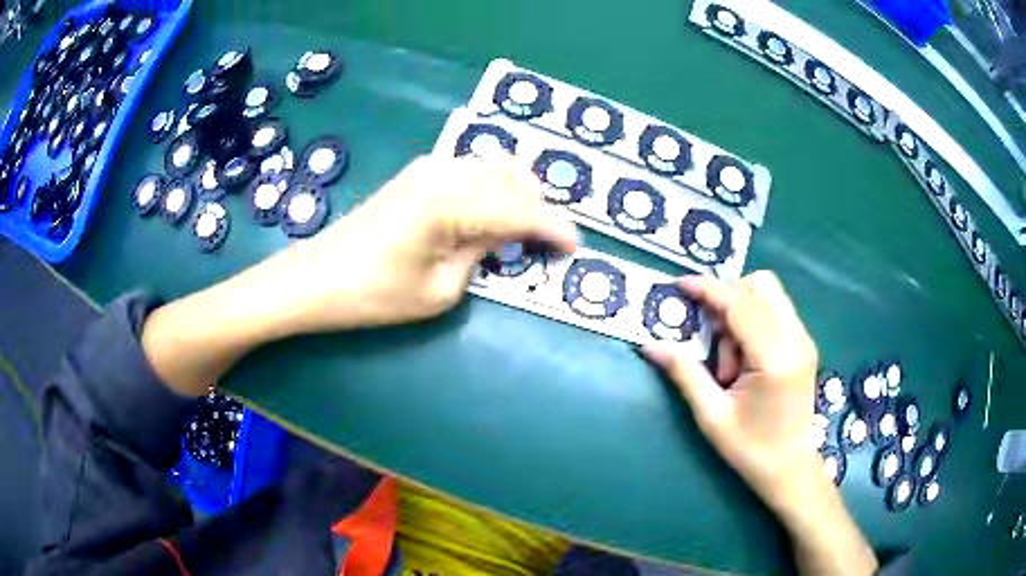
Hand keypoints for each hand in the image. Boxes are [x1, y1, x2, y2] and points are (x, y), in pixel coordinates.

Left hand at [143, 155, 576, 395]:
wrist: (314, 279)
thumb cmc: (372, 295)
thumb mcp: (441, 289)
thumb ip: (483, 253)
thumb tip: (508, 235)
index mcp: (453, 201)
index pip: (522, 209)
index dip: (554, 227)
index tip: (575, 247)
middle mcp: (446, 172)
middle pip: (514, 179)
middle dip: (539, 208)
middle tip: (549, 244)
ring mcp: (429, 168)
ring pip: (494, 169)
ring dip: (517, 195)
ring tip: (523, 232)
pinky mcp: (417, 174)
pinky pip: (471, 172)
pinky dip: (492, 190)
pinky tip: (491, 216)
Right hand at [642, 272, 876, 574]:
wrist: (790, 467)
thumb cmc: (750, 449)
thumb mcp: (712, 417)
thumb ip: (685, 374)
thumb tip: (650, 345)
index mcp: (774, 359)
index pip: (741, 305)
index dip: (708, 289)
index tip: (680, 285)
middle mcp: (796, 340)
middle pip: (761, 285)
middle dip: (727, 297)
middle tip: (709, 335)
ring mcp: (804, 340)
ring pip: (770, 294)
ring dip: (741, 310)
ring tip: (729, 359)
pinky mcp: (804, 344)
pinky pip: (776, 310)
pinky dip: (753, 318)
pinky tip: (743, 355)